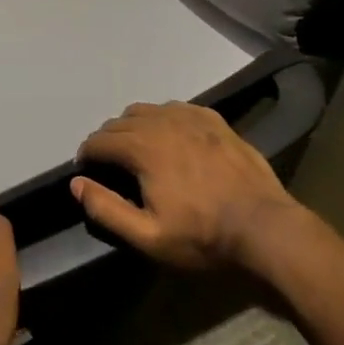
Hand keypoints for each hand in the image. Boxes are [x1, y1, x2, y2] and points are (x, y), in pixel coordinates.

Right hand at [73, 102, 300, 274]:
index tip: (87, 172)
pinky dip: (163, 119)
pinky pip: (175, 108)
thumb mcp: (148, 236)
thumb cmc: (203, 236)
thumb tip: (76, 183)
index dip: (86, 156)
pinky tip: (171, 137)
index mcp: (141, 147)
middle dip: (107, 141)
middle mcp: (161, 122)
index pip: (98, 141)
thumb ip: (106, 209)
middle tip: (110, 165)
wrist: (266, 228)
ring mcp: (190, 117)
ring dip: (133, 127)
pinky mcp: (214, 120)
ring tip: (138, 149)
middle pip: (119, 122)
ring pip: (146, 110)